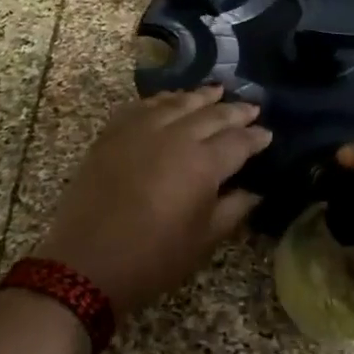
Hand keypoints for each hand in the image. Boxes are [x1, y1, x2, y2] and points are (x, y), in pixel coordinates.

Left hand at [37, 87, 271, 313]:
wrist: (85, 262)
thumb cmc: (152, 259)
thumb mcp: (202, 241)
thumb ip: (233, 209)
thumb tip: (254, 191)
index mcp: (203, 164)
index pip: (238, 141)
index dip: (256, 137)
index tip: (267, 133)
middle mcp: (175, 136)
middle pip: (211, 114)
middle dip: (234, 110)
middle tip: (251, 106)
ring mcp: (140, 129)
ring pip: (177, 102)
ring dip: (200, 96)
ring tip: (216, 90)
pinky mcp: (113, 132)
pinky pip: (143, 106)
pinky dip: (162, 100)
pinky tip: (169, 101)